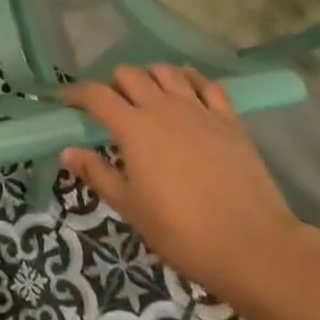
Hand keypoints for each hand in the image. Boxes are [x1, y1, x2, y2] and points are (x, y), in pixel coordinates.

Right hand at [62, 65, 313, 309]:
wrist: (254, 247)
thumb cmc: (183, 232)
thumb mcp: (131, 208)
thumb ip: (98, 174)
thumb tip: (67, 151)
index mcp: (134, 128)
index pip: (96, 95)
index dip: (76, 93)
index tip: (66, 101)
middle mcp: (162, 108)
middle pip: (129, 74)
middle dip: (114, 84)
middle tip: (111, 106)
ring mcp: (199, 110)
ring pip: (166, 71)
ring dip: (150, 77)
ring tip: (148, 95)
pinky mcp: (229, 120)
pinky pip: (207, 84)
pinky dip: (191, 80)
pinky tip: (187, 91)